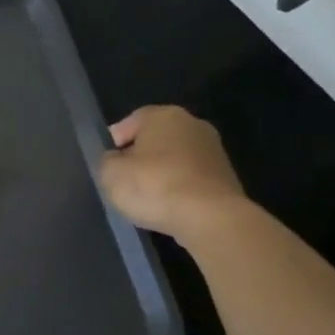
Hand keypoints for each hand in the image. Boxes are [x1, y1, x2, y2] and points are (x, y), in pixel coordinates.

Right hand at [98, 106, 249, 244]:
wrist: (211, 219)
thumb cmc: (154, 186)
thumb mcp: (109, 173)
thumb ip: (107, 161)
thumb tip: (116, 161)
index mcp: (163, 115)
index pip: (128, 124)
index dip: (113, 145)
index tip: (107, 167)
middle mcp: (193, 124)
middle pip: (155, 140)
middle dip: (140, 159)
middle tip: (124, 182)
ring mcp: (214, 151)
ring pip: (174, 160)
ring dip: (161, 176)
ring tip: (147, 200)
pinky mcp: (227, 178)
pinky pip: (191, 180)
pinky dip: (179, 190)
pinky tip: (170, 208)